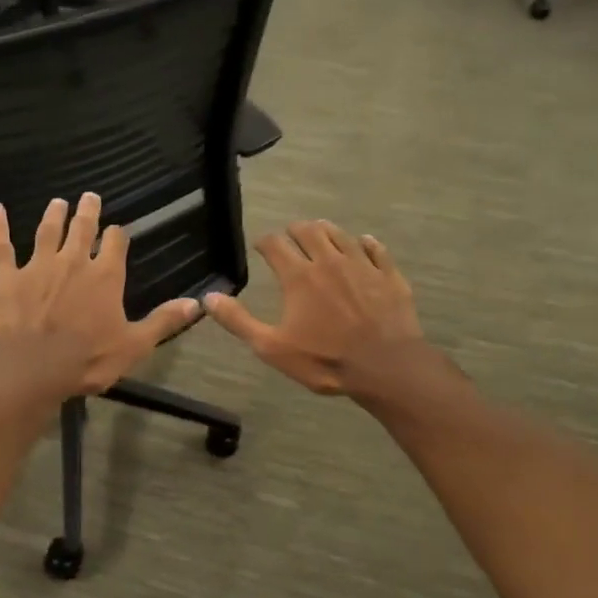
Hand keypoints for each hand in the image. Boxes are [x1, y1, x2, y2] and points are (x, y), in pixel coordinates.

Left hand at [0, 194, 199, 397]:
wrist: (33, 367)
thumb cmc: (88, 358)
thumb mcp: (135, 344)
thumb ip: (163, 321)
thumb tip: (197, 303)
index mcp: (105, 277)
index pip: (115, 244)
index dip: (117, 235)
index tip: (117, 230)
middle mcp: (73, 262)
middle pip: (82, 229)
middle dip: (88, 212)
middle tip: (90, 197)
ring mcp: (38, 266)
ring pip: (47, 232)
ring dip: (53, 215)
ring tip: (57, 202)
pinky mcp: (9, 277)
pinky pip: (2, 247)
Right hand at [206, 222, 422, 395]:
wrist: (386, 367)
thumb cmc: (325, 360)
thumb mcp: (272, 348)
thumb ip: (239, 321)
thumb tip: (208, 298)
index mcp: (299, 276)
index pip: (275, 244)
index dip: (265, 242)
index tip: (261, 247)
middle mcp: (329, 261)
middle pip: (309, 230)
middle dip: (295, 230)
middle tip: (290, 238)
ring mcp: (362, 265)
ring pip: (341, 234)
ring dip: (326, 231)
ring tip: (320, 234)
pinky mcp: (388, 275)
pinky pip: (376, 249)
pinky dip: (366, 244)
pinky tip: (364, 244)